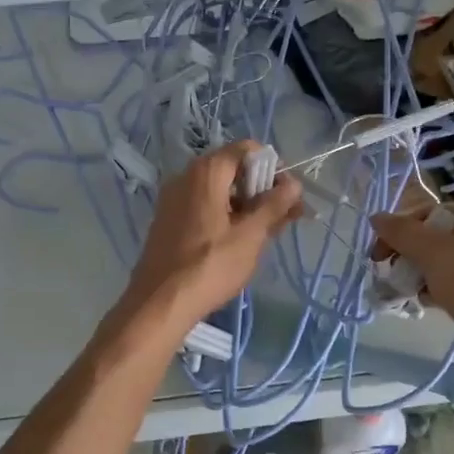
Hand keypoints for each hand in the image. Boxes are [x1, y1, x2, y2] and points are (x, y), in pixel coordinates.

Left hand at [121, 142, 302, 330]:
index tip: (289, 194)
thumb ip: (274, 205)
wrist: (160, 303)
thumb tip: (294, 184)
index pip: (246, 150)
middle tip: (287, 216)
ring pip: (219, 192)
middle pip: (233, 170)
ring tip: (269, 233)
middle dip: (263, 189)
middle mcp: (186, 177)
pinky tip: (241, 241)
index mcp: (206, 172)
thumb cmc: (210, 265)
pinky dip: (226, 216)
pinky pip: (204, 207)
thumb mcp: (251, 235)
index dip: (273, 167)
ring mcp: (174, 199)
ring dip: (247, 205)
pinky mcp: (169, 221)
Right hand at [371, 203, 453, 353]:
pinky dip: (441, 287)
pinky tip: (431, 302)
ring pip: (447, 261)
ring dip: (423, 273)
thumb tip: (376, 217)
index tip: (380, 255)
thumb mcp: (431, 252)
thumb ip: (401, 232)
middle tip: (393, 273)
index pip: (430, 212)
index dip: (401, 231)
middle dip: (411, 255)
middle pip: (437, 236)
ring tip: (411, 291)